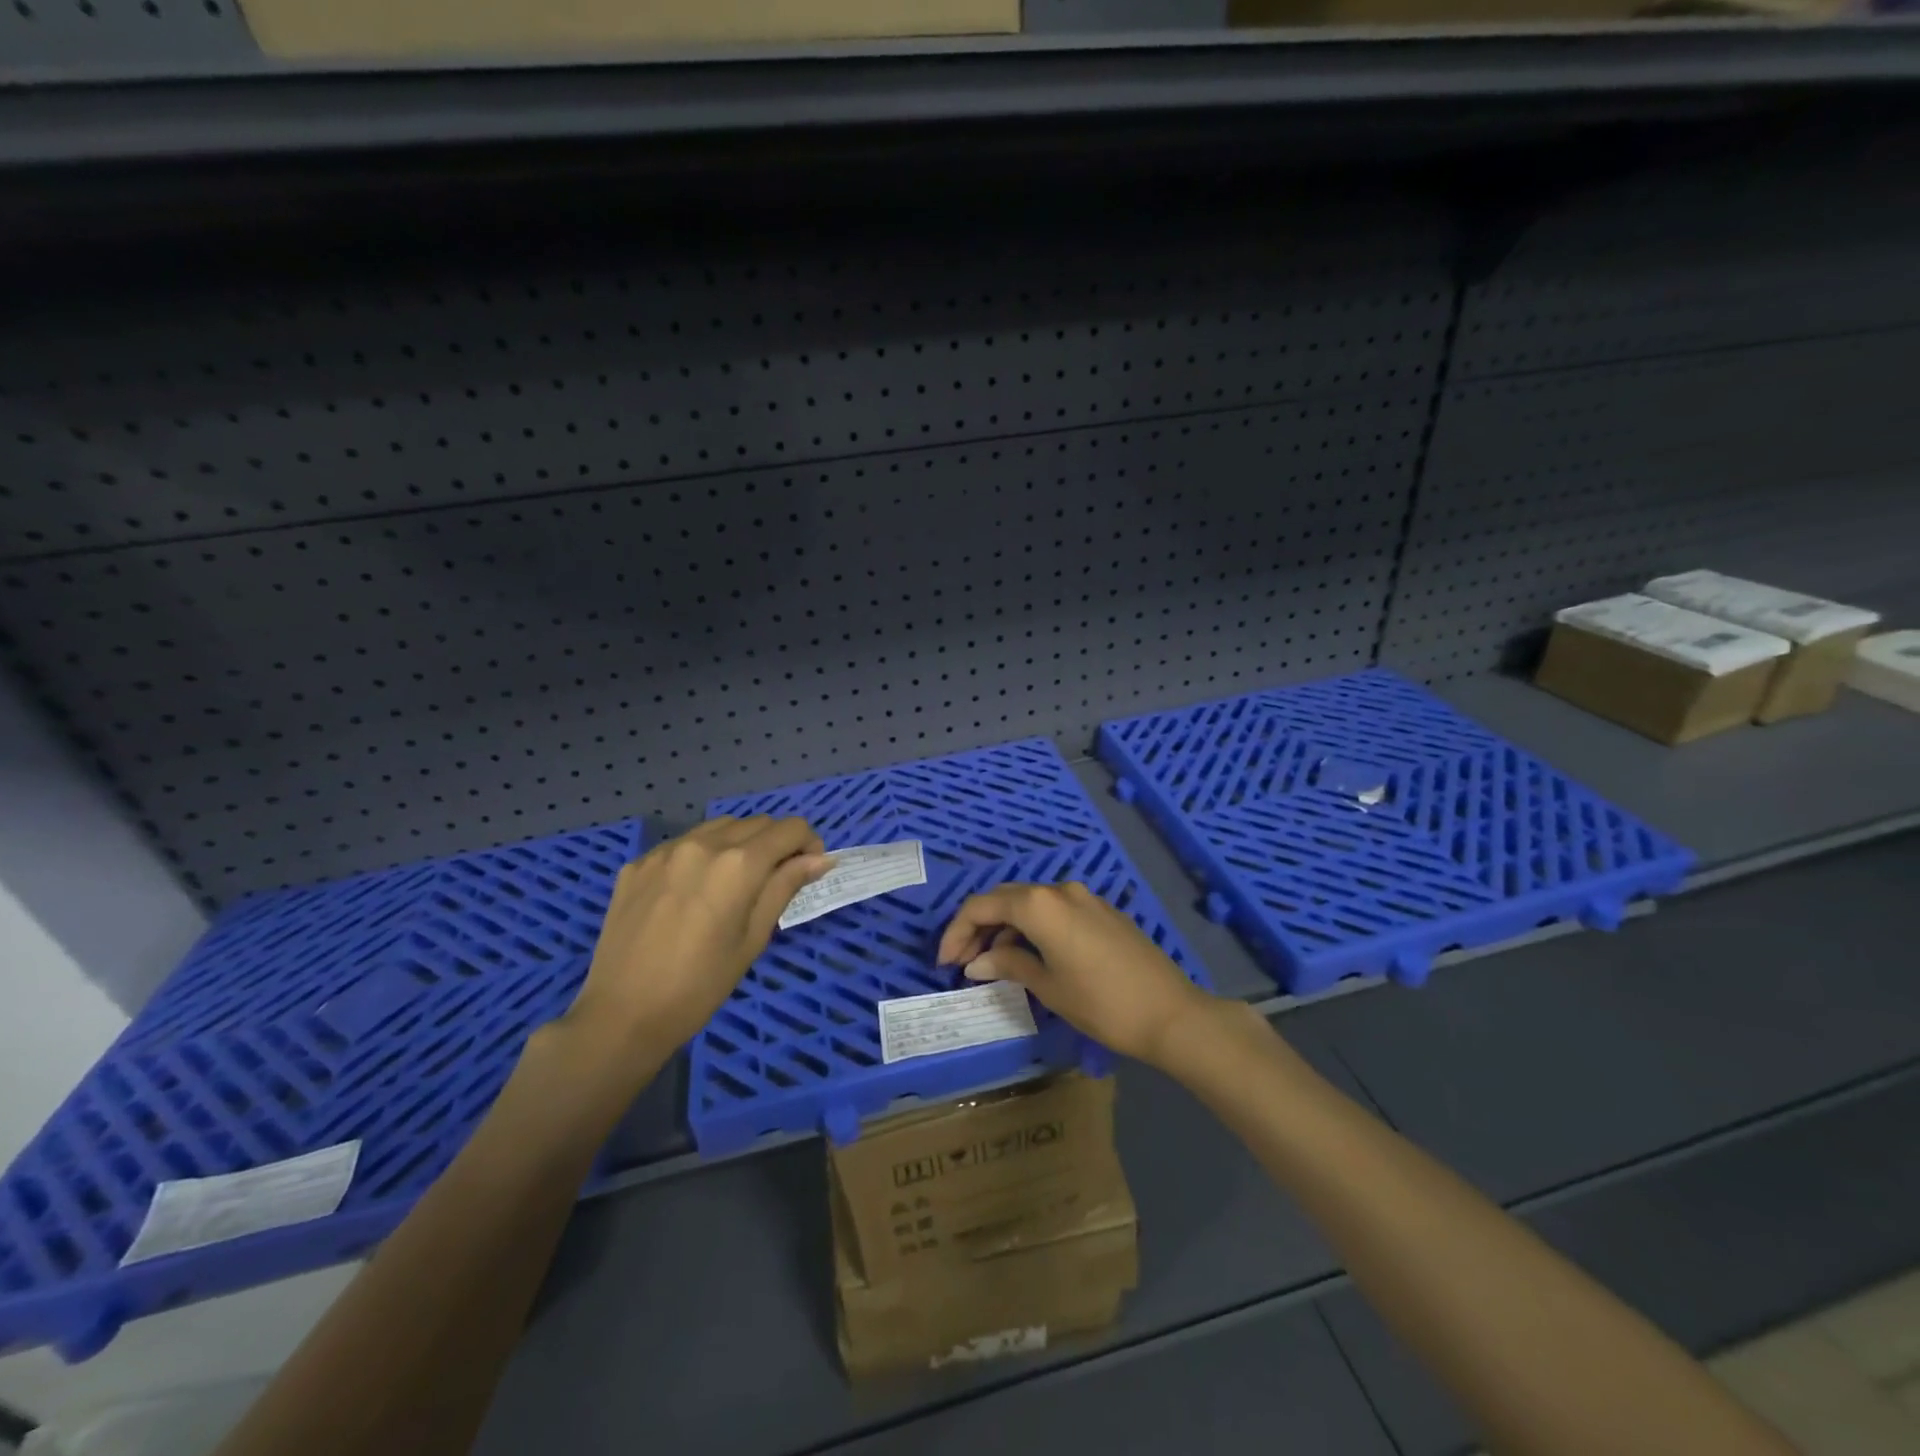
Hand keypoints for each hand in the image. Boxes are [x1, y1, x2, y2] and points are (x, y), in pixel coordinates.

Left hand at [563, 817, 830, 1062]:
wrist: (621, 1015)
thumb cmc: (700, 985)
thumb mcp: (753, 938)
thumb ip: (785, 888)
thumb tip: (819, 859)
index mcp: (739, 864)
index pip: (789, 829)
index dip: (808, 844)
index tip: (808, 869)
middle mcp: (703, 844)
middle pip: (757, 823)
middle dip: (777, 842)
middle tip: (777, 877)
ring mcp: (666, 851)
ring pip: (719, 827)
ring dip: (740, 842)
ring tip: (736, 881)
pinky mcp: (638, 864)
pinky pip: (683, 844)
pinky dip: (703, 854)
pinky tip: (695, 890)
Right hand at [936, 882, 1216, 1068]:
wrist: (1170, 1013)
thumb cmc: (1101, 1003)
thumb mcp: (1048, 986)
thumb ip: (1008, 965)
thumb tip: (977, 963)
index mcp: (1040, 905)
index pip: (983, 906)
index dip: (957, 931)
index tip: (945, 962)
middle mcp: (1060, 890)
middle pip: (1005, 899)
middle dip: (979, 927)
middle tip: (963, 962)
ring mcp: (1084, 898)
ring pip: (1030, 904)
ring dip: (1006, 928)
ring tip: (993, 964)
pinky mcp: (1102, 911)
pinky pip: (1055, 911)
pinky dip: (1033, 929)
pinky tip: (1029, 956)